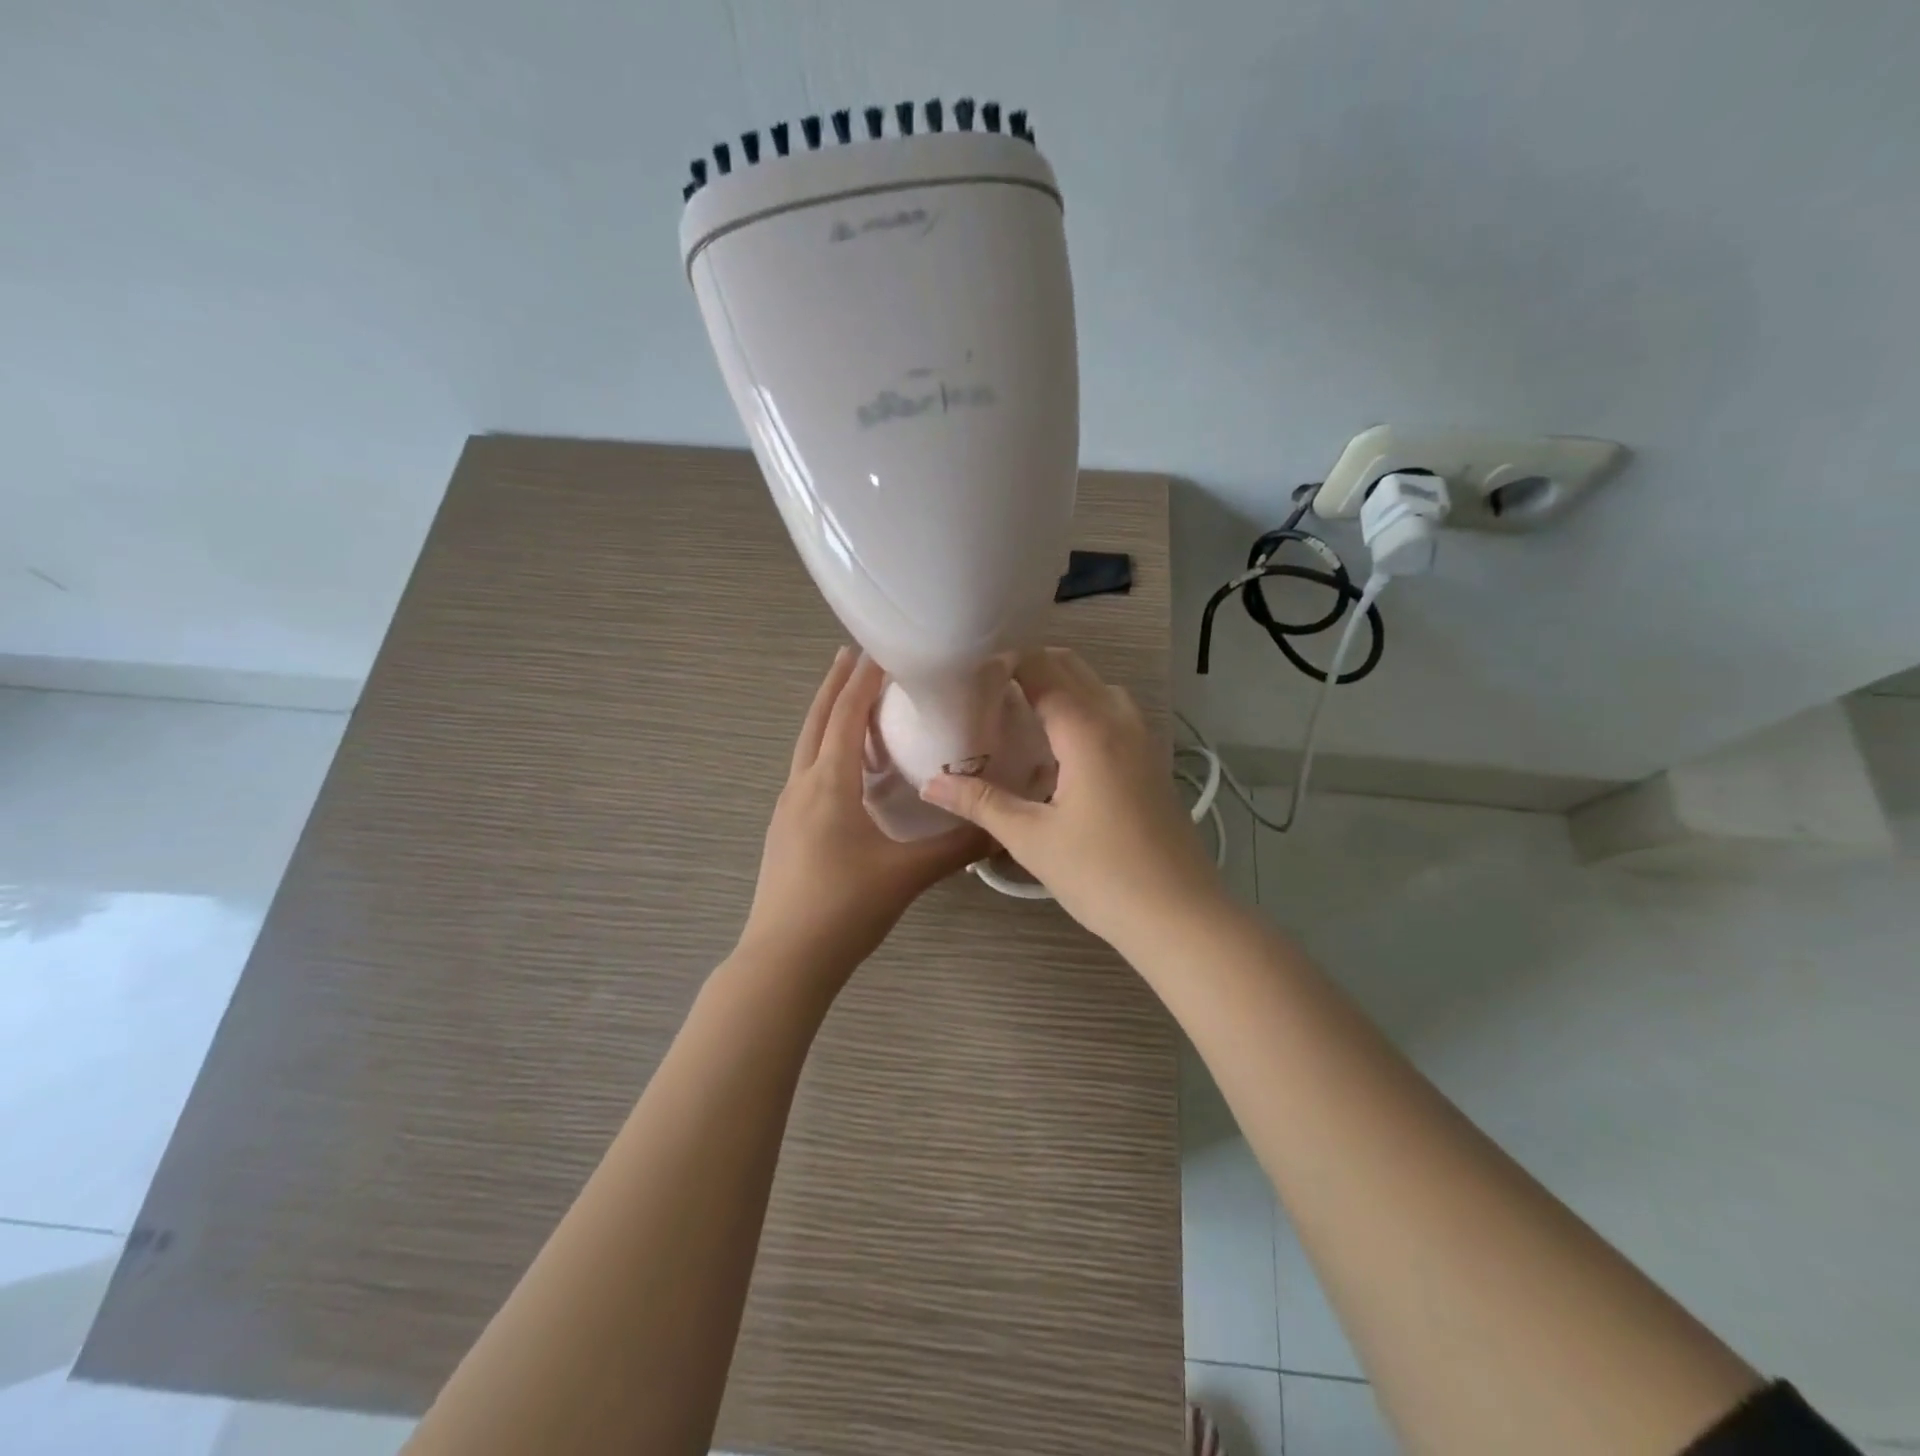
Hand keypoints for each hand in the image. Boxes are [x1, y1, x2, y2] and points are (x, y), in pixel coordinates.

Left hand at [741, 648, 986, 980]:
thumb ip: (957, 847)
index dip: (863, 679)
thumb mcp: (907, 874)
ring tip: (849, 700)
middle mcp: (801, 786)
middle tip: (854, 654)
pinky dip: (823, 750)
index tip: (880, 647)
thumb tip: (1001, 826)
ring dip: (826, 717)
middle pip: (816, 721)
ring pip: (806, 746)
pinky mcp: (785, 831)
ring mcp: (787, 809)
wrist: (783, 961)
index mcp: (828, 785)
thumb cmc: (844, 909)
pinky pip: (805, 773)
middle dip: (835, 685)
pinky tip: (841, 767)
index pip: (845, 716)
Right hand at [919, 648, 1224, 951]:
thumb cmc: (1102, 875)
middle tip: (983, 689)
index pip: (1041, 668)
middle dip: (1028, 666)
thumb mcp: (1032, 839)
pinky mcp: (1151, 761)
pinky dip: (1082, 709)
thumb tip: (930, 783)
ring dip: (1059, 686)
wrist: (1180, 915)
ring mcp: (1142, 739)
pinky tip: (1058, 748)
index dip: (1003, 660)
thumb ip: (981, 803)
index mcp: (1087, 728)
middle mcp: (1118, 720)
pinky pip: (1112, 713)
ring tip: (1017, 711)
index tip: (965, 672)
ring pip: (1096, 688)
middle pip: (1071, 667)